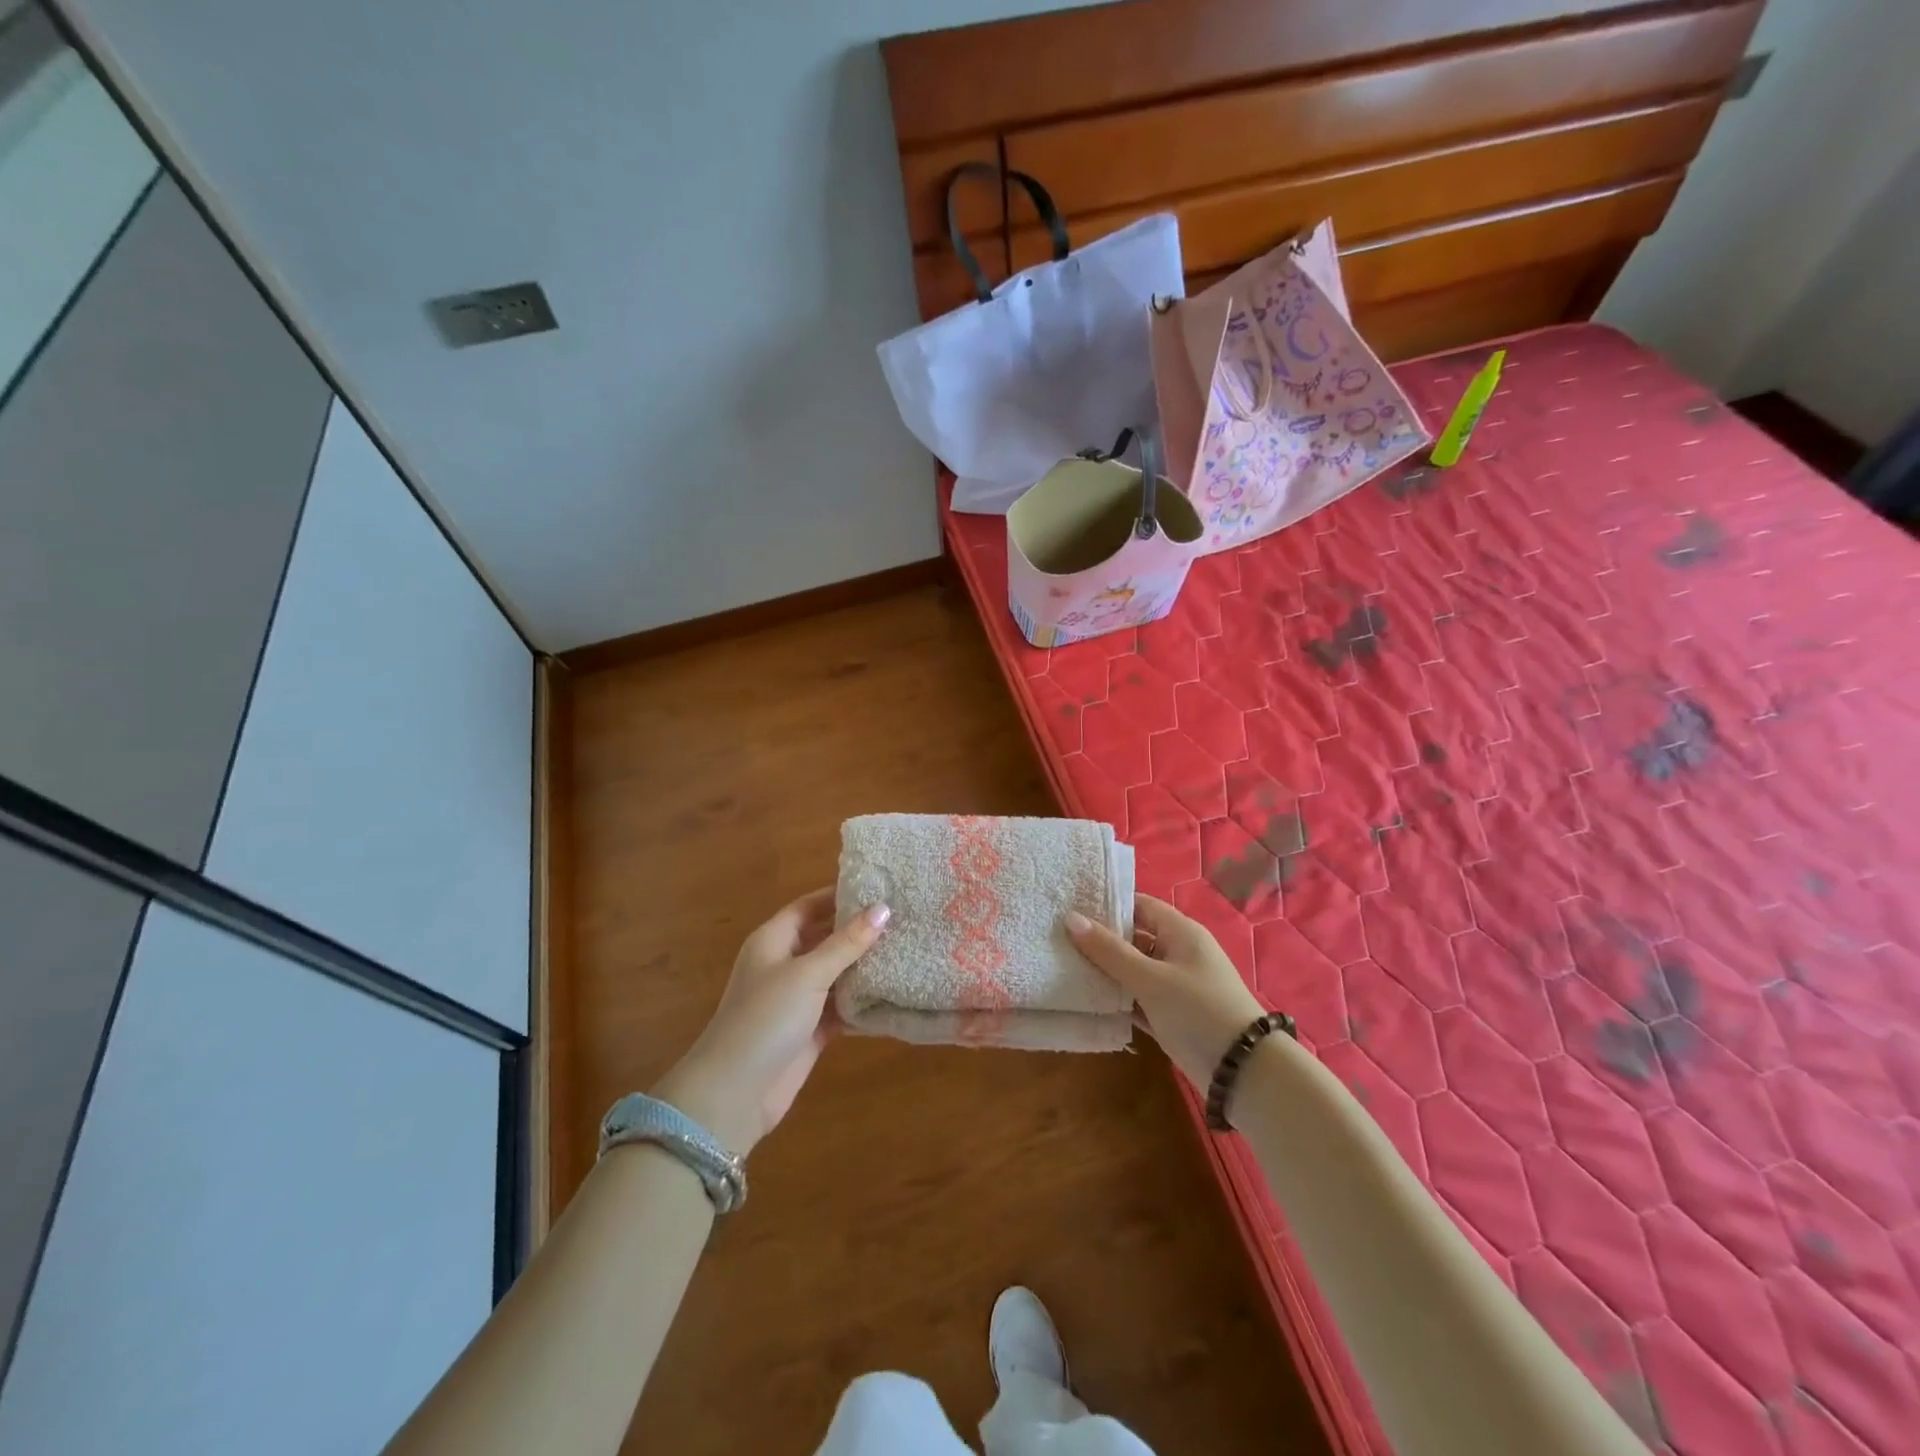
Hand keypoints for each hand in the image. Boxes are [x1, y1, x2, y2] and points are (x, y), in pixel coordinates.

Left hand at [652, 888, 887, 1156]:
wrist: (735, 1094)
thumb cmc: (765, 1019)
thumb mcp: (807, 974)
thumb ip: (846, 943)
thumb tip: (883, 908)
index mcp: (773, 941)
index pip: (809, 906)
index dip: (839, 895)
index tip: (879, 887)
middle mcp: (784, 965)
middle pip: (825, 938)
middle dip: (858, 930)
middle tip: (903, 917)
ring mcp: (798, 999)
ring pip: (837, 973)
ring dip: (865, 966)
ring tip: (908, 948)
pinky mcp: (811, 1030)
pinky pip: (842, 1006)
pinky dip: (864, 1000)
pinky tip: (896, 991)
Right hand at [1066, 894, 1263, 1089]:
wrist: (1244, 1073)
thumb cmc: (1198, 1011)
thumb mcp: (1150, 978)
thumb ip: (1109, 950)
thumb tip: (1070, 918)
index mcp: (1181, 932)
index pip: (1139, 906)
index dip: (1108, 905)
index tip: (1072, 908)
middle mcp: (1179, 953)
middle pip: (1134, 938)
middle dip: (1101, 940)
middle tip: (1060, 940)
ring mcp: (1176, 986)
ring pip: (1134, 970)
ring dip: (1107, 972)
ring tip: (1064, 967)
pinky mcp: (1172, 1015)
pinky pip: (1138, 998)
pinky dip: (1118, 999)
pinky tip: (1087, 1001)